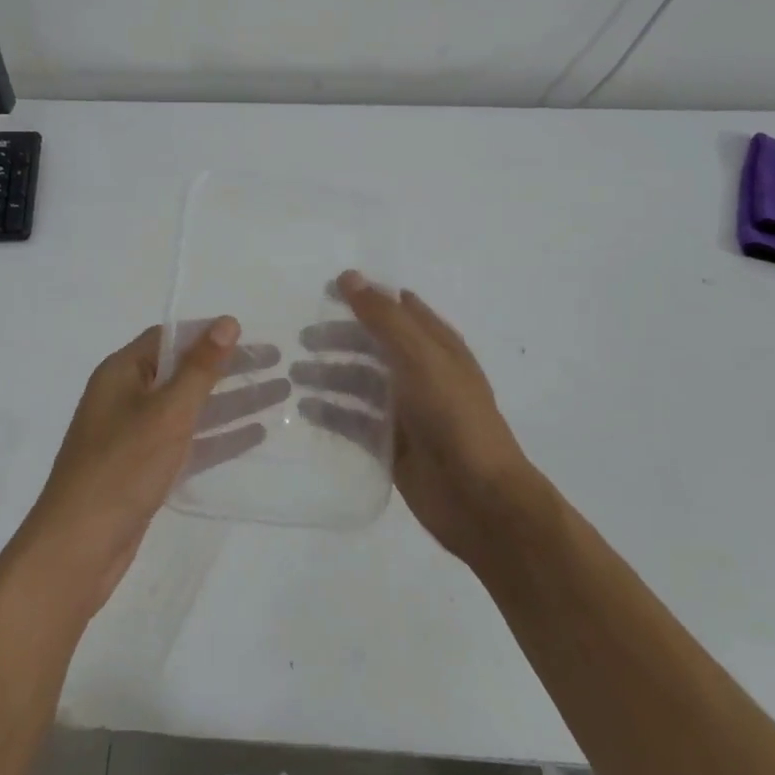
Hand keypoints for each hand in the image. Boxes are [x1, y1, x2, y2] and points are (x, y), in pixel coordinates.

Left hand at [20, 318, 285, 610]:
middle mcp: (127, 397)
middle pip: (185, 372)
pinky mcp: (147, 469)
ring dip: (233, 401)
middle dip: (230, 368)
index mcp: (122, 373)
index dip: (210, 334)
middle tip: (278, 362)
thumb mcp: (167, 413)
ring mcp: (136, 435)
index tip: (251, 335)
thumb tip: (227, 322)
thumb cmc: (122, 468)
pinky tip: (256, 434)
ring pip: (192, 409)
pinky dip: (220, 437)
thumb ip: (200, 369)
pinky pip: (189, 442)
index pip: (170, 338)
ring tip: (281, 393)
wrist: (78, 548)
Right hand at [294, 271, 535, 564]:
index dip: (365, 297)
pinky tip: (306, 410)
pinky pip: (355, 420)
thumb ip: (384, 318)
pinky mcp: (391, 445)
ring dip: (330, 375)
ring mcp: (406, 411)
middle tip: (302, 339)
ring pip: (361, 383)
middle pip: (373, 346)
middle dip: (339, 339)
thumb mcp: (420, 357)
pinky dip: (332, 412)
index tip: (325, 291)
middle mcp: (421, 374)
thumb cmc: (453, 416)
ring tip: (295, 375)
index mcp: (437, 347)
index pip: (397, 310)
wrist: (479, 497)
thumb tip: (349, 276)